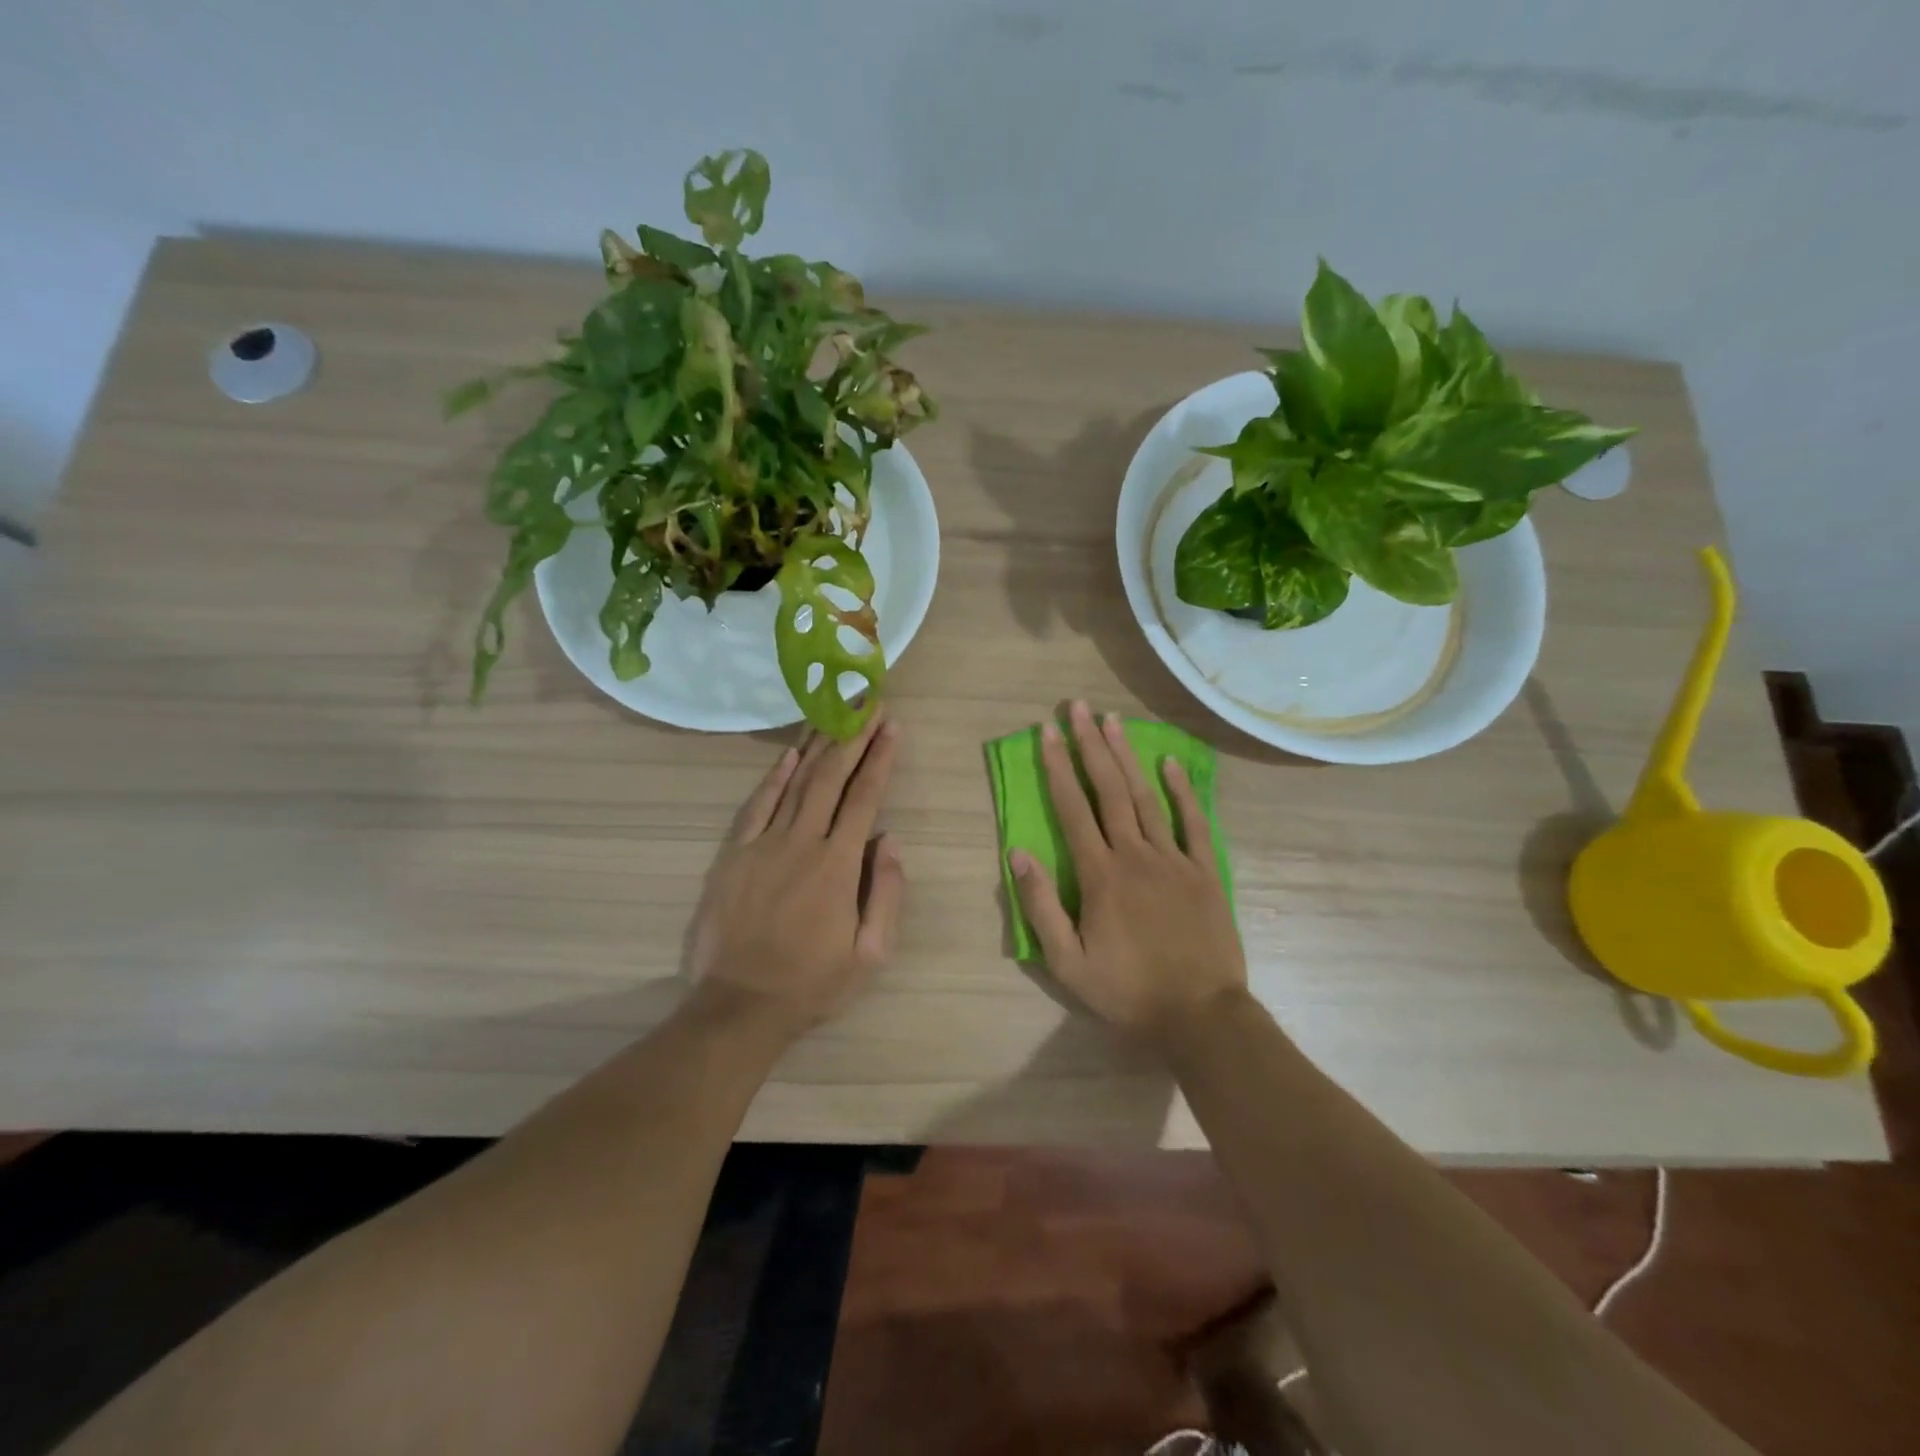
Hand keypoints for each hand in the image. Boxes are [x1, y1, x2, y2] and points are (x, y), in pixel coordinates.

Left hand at [684, 710, 905, 1035]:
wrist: (740, 1005)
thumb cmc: (812, 982)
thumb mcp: (870, 953)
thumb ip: (886, 892)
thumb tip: (889, 840)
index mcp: (838, 865)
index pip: (865, 798)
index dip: (880, 759)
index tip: (892, 727)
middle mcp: (802, 842)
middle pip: (831, 778)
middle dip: (853, 736)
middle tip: (868, 703)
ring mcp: (763, 844)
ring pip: (795, 782)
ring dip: (818, 745)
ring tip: (835, 713)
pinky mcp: (735, 854)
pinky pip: (757, 805)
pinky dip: (774, 775)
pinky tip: (790, 753)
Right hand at [1009, 701, 1245, 1040]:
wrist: (1200, 1016)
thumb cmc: (1127, 992)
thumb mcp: (1068, 963)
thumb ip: (1041, 907)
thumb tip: (1018, 854)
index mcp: (1100, 875)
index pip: (1073, 809)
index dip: (1058, 767)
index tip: (1047, 733)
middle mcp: (1135, 855)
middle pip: (1110, 790)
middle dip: (1090, 745)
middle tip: (1078, 707)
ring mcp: (1174, 860)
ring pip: (1147, 797)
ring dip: (1127, 756)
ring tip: (1113, 720)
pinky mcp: (1205, 872)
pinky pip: (1194, 823)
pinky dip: (1182, 791)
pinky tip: (1170, 763)